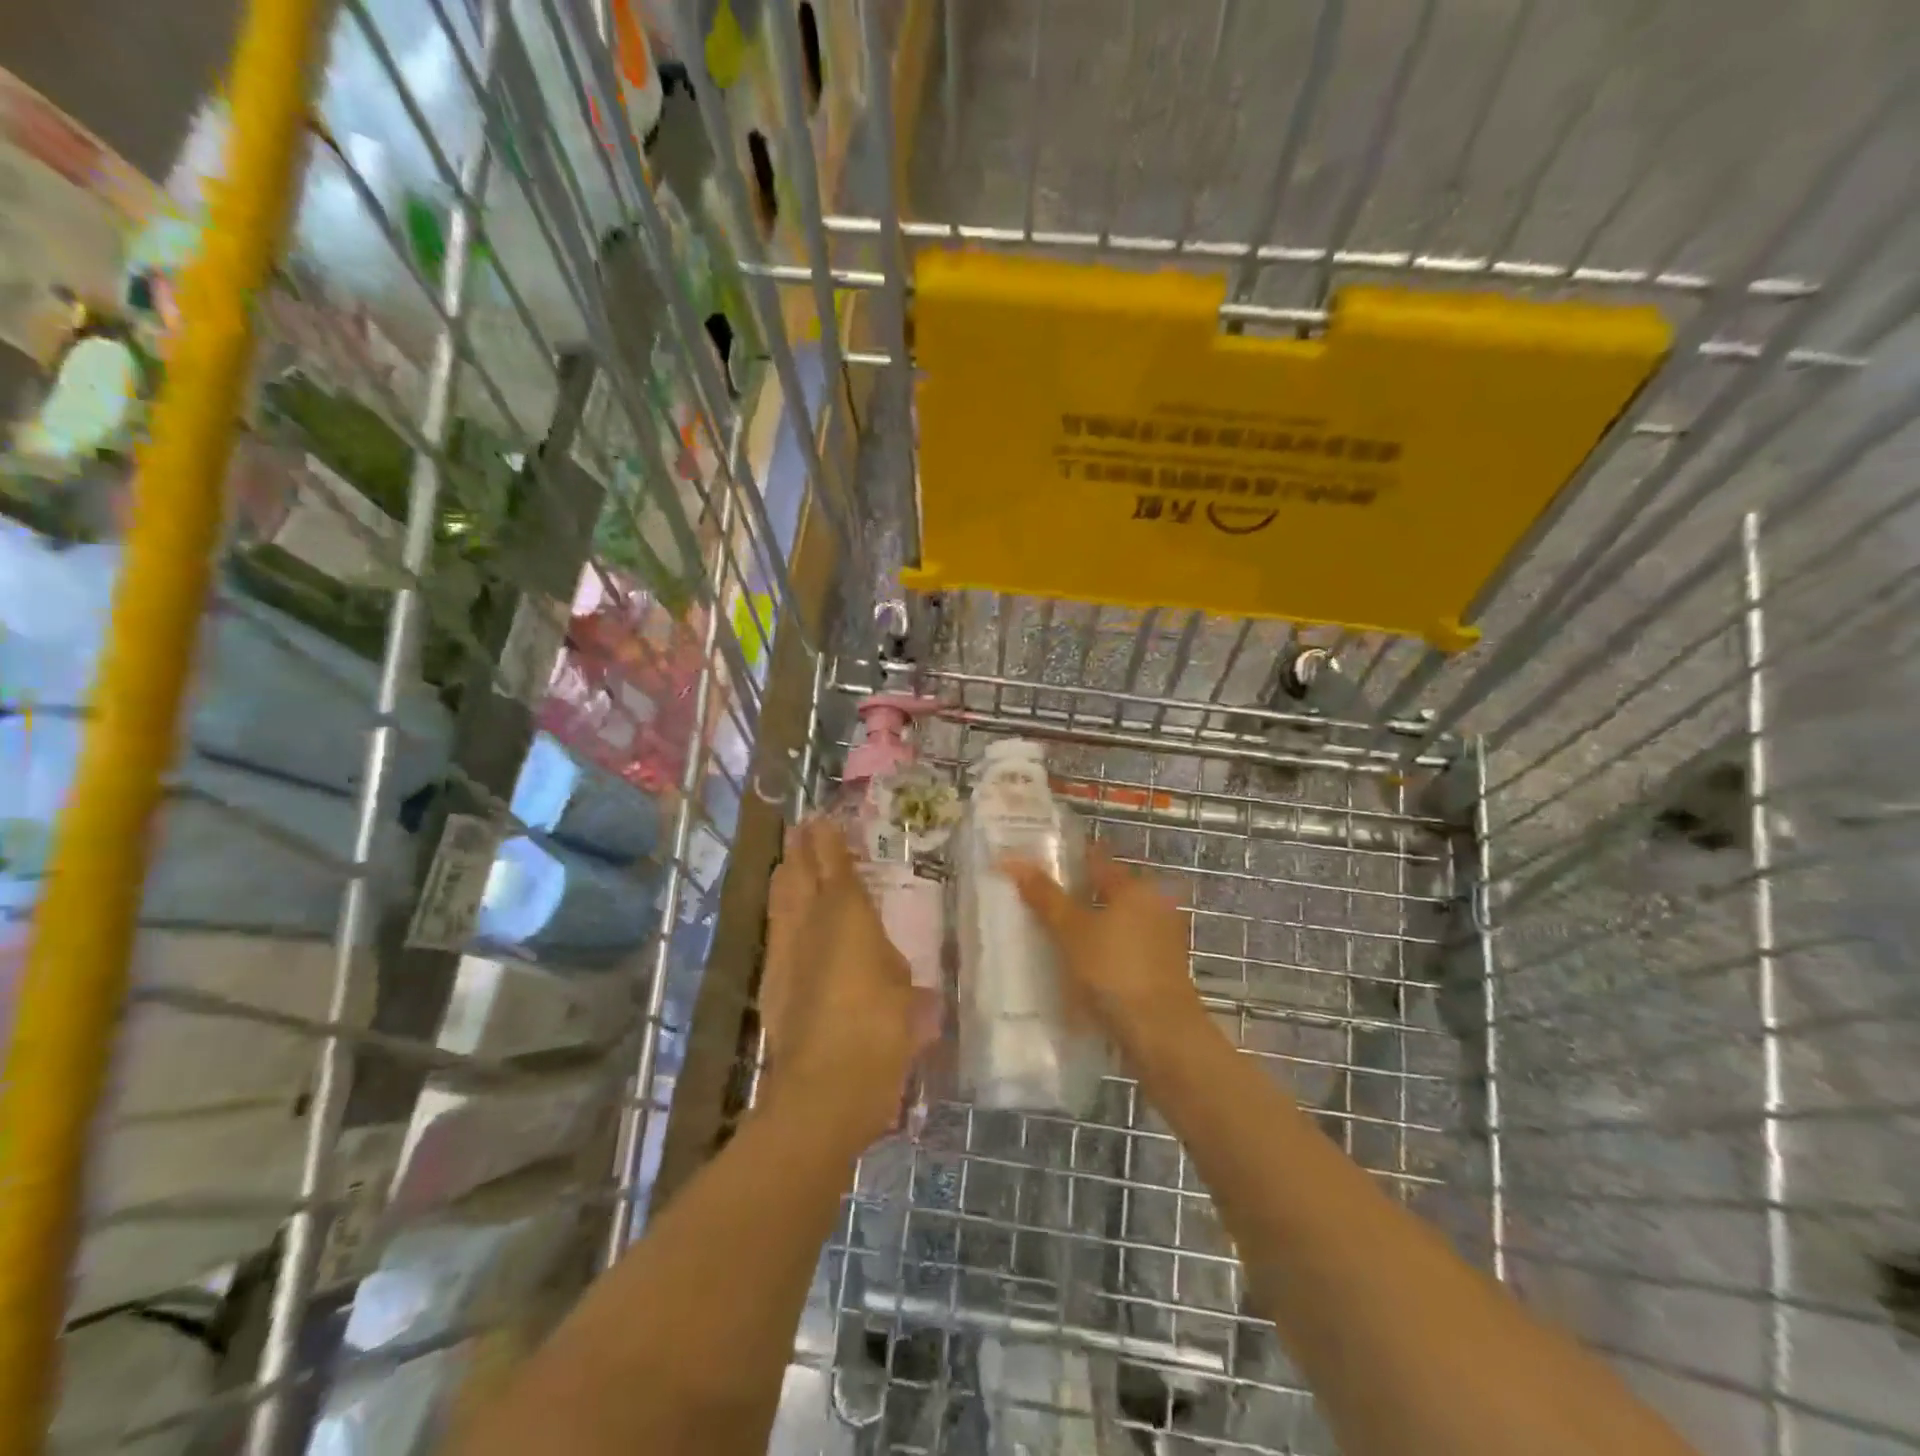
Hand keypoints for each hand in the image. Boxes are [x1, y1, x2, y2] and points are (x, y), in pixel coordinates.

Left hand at [760, 818, 923, 1150]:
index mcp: (848, 915)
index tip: (822, 819)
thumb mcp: (903, 991)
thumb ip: (888, 964)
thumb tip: (879, 961)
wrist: (826, 1087)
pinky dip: (779, 913)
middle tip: (800, 828)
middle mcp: (810, 923)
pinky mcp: (771, 982)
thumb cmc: (880, 1030)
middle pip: (799, 874)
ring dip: (784, 876)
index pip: (835, 865)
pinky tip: (783, 916)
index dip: (828, 840)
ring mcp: (785, 952)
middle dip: (799, 849)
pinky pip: (775, 931)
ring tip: (787, 860)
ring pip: (780, 900)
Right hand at [1003, 845, 1212, 1067]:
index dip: (1067, 858)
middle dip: (1075, 894)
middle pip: (1106, 892)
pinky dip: (1100, 951)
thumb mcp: (1072, 931)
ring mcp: (1160, 940)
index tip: (1037, 860)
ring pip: (1114, 922)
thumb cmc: (1115, 971)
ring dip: (1087, 926)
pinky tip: (1075, 965)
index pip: (1097, 859)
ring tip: (1048, 934)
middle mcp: (1154, 905)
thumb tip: (1012, 859)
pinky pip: (1121, 949)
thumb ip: (1044, 896)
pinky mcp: (1160, 970)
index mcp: (1135, 887)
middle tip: (1035, 898)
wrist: (1161, 1034)